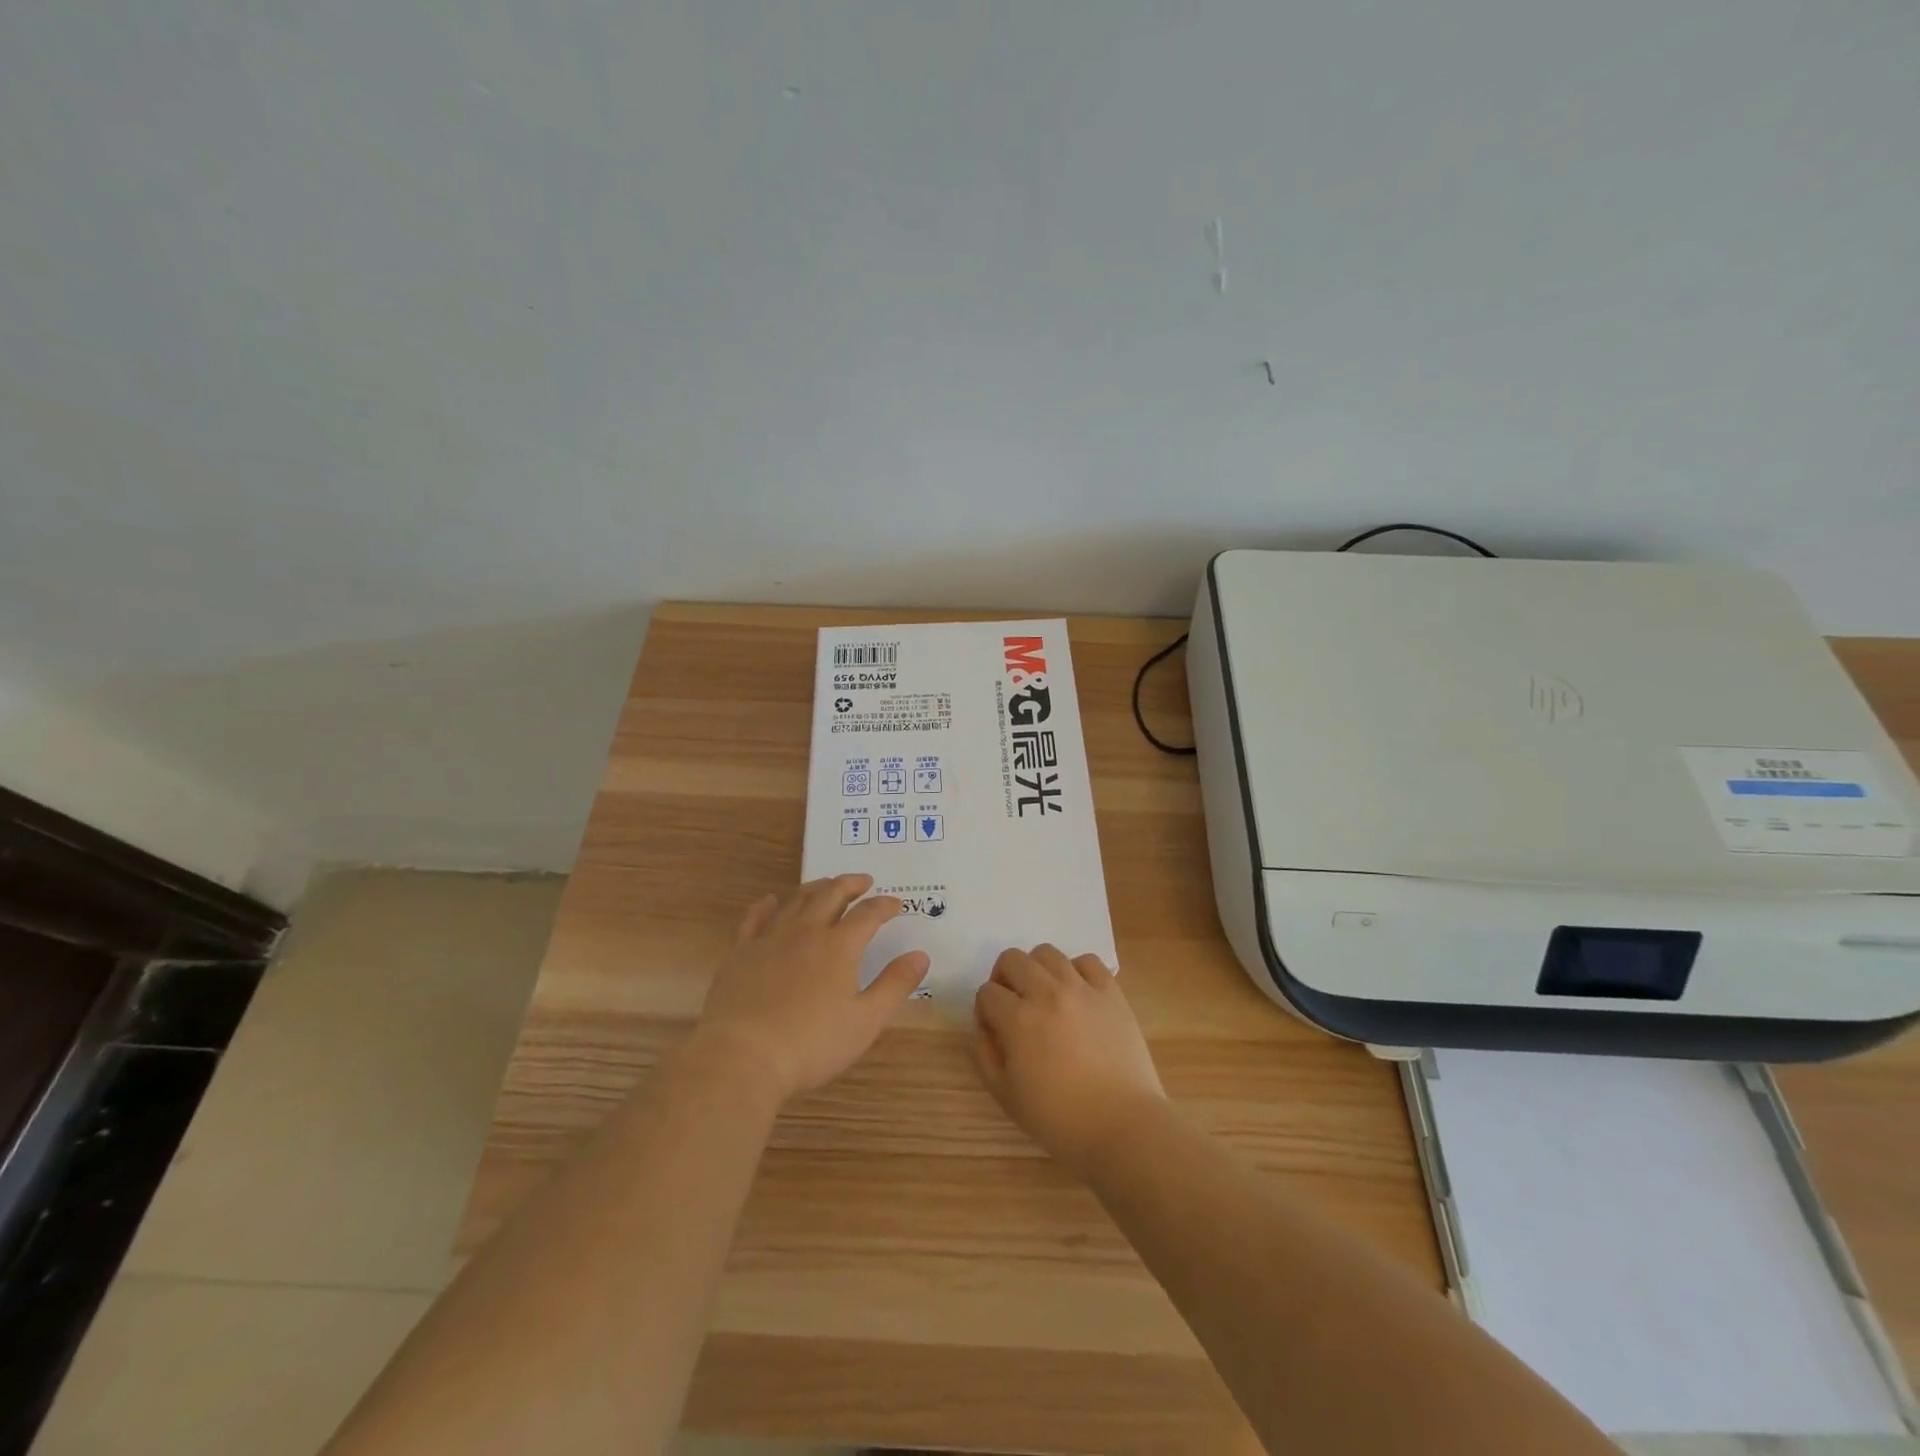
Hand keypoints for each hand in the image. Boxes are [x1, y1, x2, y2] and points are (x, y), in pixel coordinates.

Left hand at [694, 874, 928, 1102]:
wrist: (743, 1056)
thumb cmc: (811, 1044)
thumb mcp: (865, 1021)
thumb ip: (894, 985)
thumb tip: (921, 955)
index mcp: (839, 947)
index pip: (867, 915)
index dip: (883, 906)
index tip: (895, 904)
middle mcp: (806, 932)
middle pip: (830, 895)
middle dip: (849, 884)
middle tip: (862, 881)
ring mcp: (770, 939)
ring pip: (795, 900)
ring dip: (815, 888)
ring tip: (826, 885)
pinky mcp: (740, 952)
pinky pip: (754, 918)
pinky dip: (766, 905)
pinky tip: (770, 901)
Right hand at [972, 945, 1165, 1174]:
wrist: (1123, 1126)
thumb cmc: (1060, 1119)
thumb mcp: (1006, 1096)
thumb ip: (986, 1054)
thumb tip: (986, 1025)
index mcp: (1018, 1019)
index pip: (987, 993)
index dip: (985, 1010)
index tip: (994, 1029)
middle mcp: (1047, 993)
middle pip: (1012, 959)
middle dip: (1004, 978)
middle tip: (1014, 1004)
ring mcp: (1082, 988)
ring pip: (1047, 953)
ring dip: (1037, 970)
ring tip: (1045, 995)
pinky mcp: (1111, 991)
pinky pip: (1087, 961)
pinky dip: (1076, 970)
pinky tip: (1077, 993)